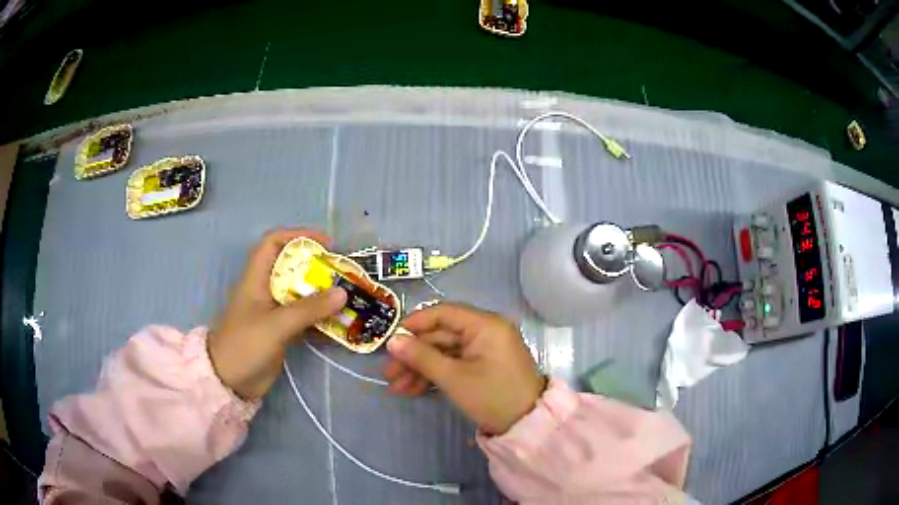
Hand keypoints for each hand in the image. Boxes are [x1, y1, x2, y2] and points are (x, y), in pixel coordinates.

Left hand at [208, 228, 346, 398]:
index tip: (325, 244)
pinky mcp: (280, 331)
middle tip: (342, 274)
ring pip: (300, 294)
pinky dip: (320, 319)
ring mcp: (273, 312)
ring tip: (347, 298)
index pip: (273, 243)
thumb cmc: (245, 345)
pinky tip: (338, 325)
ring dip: (322, 295)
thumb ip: (308, 310)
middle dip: (317, 267)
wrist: (228, 381)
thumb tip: (343, 292)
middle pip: (292, 268)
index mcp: (256, 279)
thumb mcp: (276, 326)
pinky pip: (304, 318)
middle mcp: (265, 290)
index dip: (297, 236)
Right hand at [383, 303, 545, 434]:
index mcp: (485, 324)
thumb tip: (392, 340)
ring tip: (396, 387)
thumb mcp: (453, 378)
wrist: (527, 426)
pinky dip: (436, 375)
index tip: (390, 340)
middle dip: (413, 355)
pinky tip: (413, 390)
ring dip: (421, 368)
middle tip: (388, 373)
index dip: (414, 324)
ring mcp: (485, 350)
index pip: (443, 313)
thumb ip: (421, 357)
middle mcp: (486, 331)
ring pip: (445, 352)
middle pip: (441, 336)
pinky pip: (455, 364)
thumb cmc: (492, 396)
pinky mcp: (484, 366)